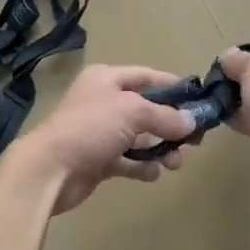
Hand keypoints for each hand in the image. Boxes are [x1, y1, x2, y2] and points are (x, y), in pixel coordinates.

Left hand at [6, 65, 197, 215]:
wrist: (50, 170)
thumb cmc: (90, 128)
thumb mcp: (132, 111)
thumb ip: (165, 116)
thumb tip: (191, 122)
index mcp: (106, 79)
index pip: (146, 76)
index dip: (173, 86)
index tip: (199, 100)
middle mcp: (103, 102)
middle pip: (147, 109)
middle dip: (171, 124)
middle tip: (195, 141)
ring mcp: (101, 133)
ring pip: (141, 137)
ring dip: (161, 148)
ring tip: (176, 162)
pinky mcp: (99, 160)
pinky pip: (129, 161)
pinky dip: (143, 166)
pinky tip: (153, 173)